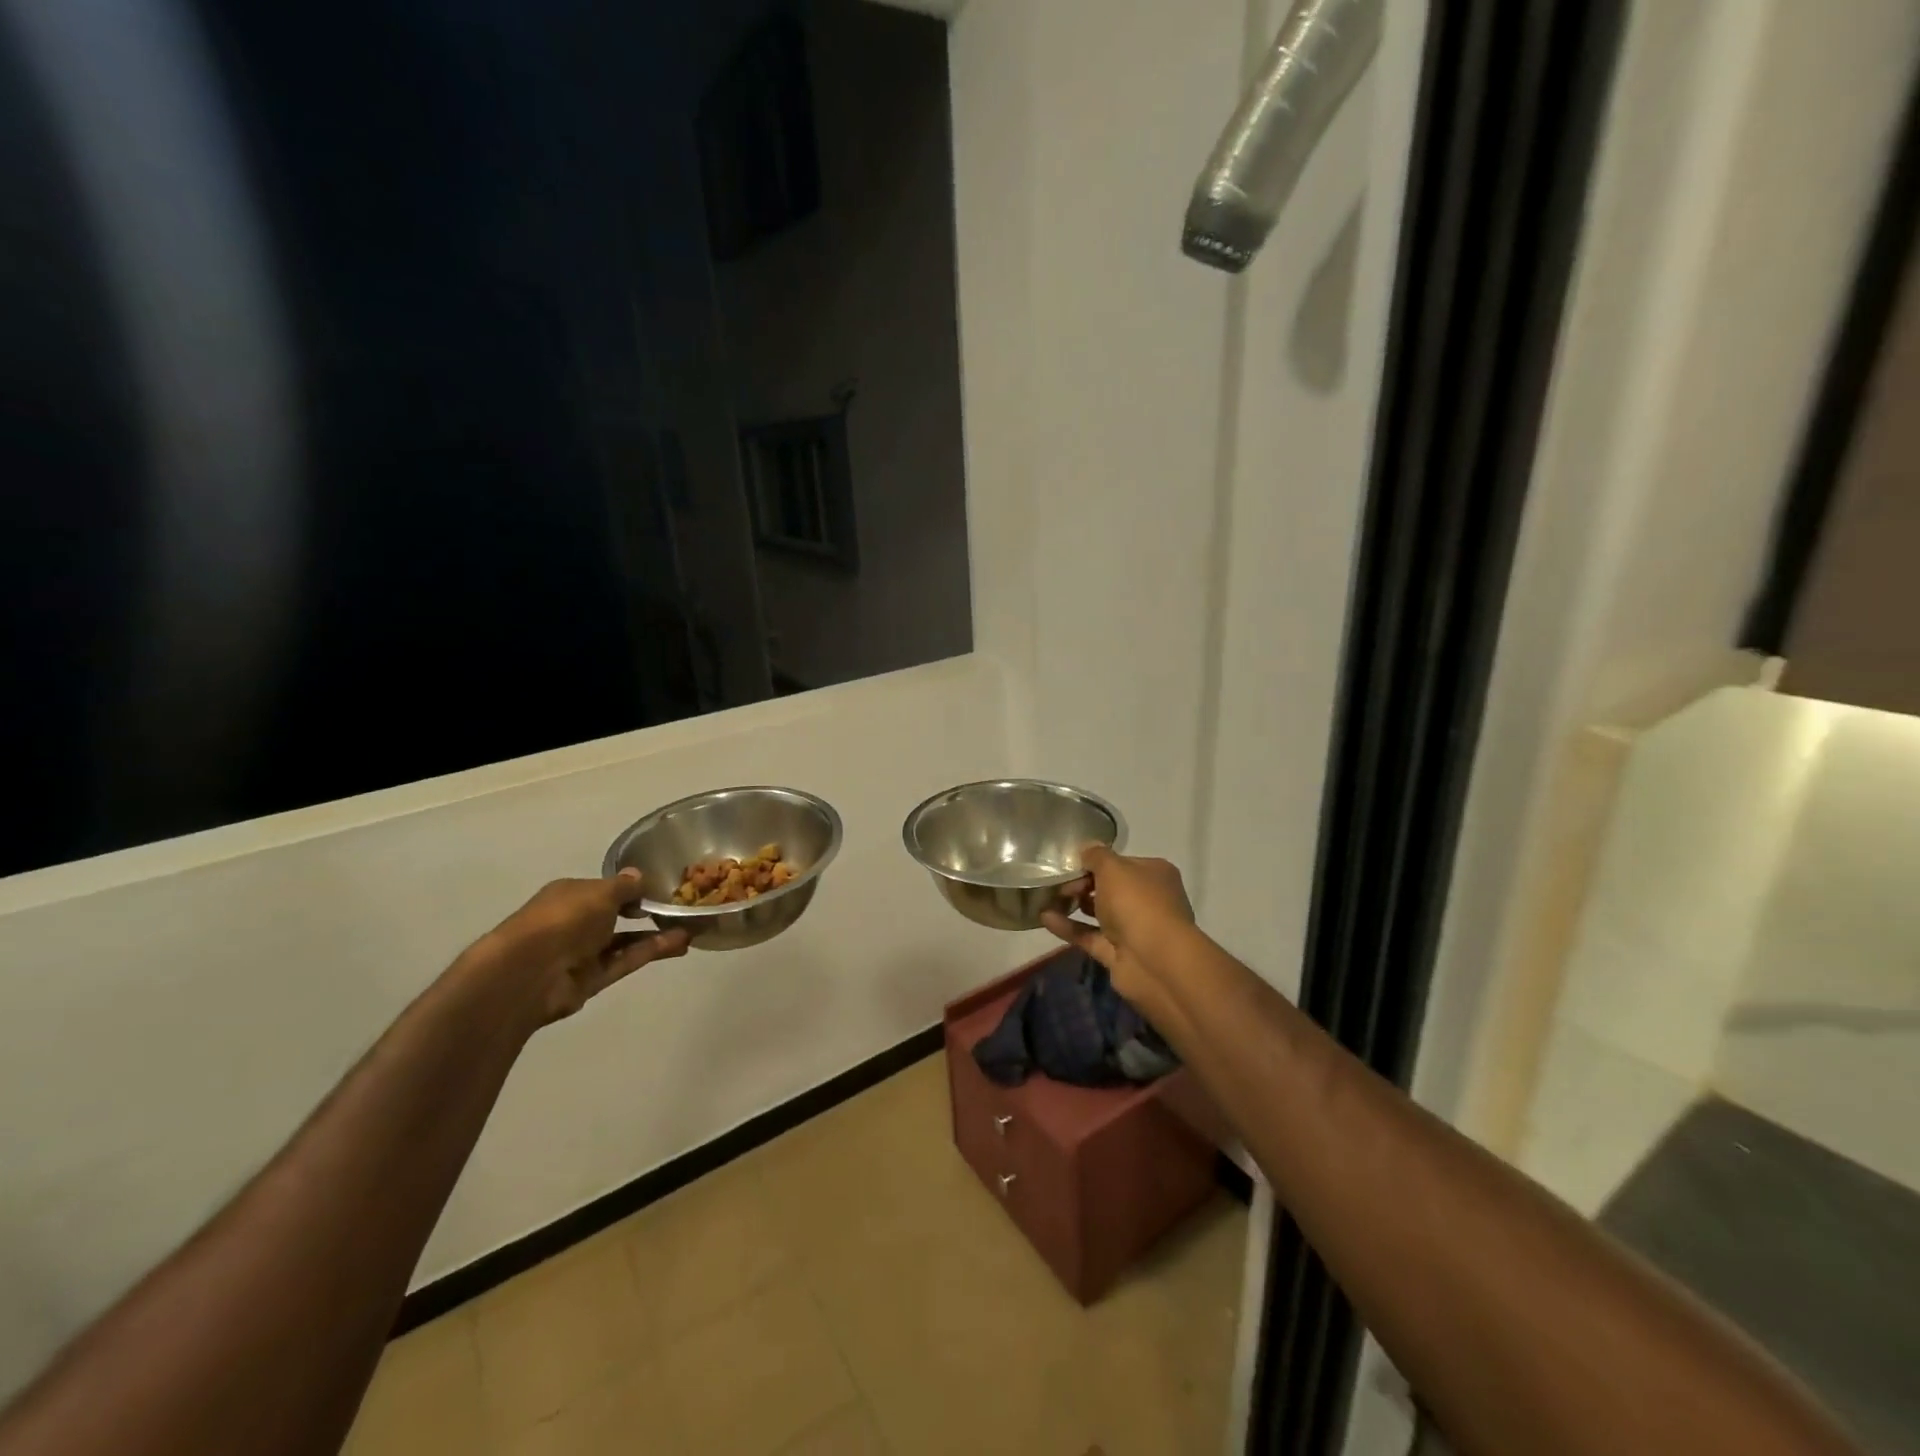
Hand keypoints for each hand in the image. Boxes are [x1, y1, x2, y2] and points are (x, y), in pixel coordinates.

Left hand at [474, 870, 690, 1025]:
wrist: (528, 974)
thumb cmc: (563, 919)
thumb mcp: (600, 893)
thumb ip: (625, 886)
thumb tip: (640, 876)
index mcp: (570, 895)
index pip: (605, 889)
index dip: (632, 888)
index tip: (662, 887)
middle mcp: (575, 922)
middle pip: (616, 915)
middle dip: (646, 912)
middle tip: (680, 909)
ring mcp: (583, 952)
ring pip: (625, 940)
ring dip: (656, 934)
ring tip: (690, 928)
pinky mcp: (592, 979)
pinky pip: (626, 960)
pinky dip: (651, 951)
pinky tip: (680, 943)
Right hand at [1041, 845, 1194, 1005]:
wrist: (1154, 961)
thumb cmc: (1137, 903)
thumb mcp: (1113, 868)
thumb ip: (1096, 856)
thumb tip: (1087, 847)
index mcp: (1155, 874)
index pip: (1122, 863)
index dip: (1097, 862)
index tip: (1072, 863)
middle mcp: (1148, 900)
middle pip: (1111, 888)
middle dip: (1083, 883)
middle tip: (1059, 883)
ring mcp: (1134, 929)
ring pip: (1100, 913)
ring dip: (1075, 905)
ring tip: (1047, 898)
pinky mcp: (1119, 954)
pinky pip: (1090, 936)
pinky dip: (1069, 928)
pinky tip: (1045, 918)